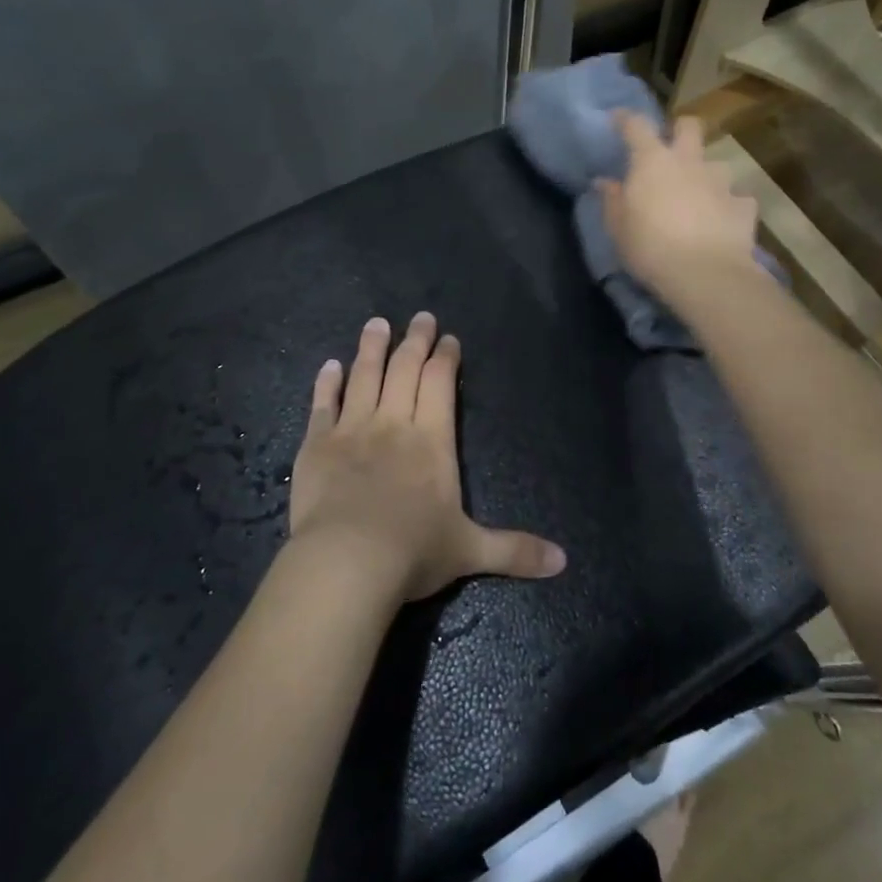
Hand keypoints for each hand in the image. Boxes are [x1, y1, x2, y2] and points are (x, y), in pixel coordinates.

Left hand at [288, 313, 567, 602]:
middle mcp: (393, 423)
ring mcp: (352, 429)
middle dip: (415, 340)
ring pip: (364, 376)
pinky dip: (326, 383)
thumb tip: (564, 561)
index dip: (445, 358)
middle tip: (420, 318)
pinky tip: (329, 365)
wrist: (346, 562)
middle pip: (405, 369)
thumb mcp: (470, 551)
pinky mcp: (317, 444)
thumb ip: (515, 550)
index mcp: (432, 440)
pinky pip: (323, 404)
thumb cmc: (412, 552)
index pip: (440, 383)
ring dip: (372, 348)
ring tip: (377, 323)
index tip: (447, 339)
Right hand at [598, 111, 759, 311]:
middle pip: (689, 126)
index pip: (636, 126)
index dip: (626, 119)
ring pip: (716, 164)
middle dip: (680, 129)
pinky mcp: (743, 206)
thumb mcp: (618, 228)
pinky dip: (728, 206)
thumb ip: (612, 200)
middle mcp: (689, 162)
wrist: (705, 274)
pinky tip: (722, 221)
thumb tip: (604, 182)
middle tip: (670, 147)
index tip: (618, 119)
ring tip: (698, 195)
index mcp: (652, 161)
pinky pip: (736, 198)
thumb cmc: (650, 247)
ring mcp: (721, 182)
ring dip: (705, 174)